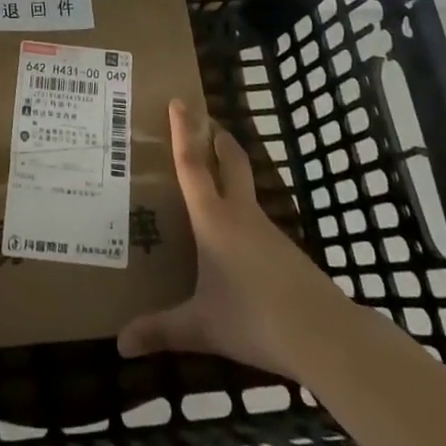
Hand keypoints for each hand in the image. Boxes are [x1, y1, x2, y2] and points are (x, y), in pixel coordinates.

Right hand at [118, 100, 344, 381]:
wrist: (324, 335)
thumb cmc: (254, 319)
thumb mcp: (201, 326)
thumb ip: (160, 331)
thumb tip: (120, 344)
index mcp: (214, 220)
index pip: (193, 165)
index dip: (184, 132)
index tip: (180, 101)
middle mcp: (240, 214)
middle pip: (231, 162)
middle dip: (217, 138)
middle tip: (204, 121)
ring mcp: (268, 230)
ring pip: (246, 189)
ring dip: (230, 172)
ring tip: (210, 180)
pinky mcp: (285, 250)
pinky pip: (256, 218)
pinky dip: (241, 209)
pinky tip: (234, 235)